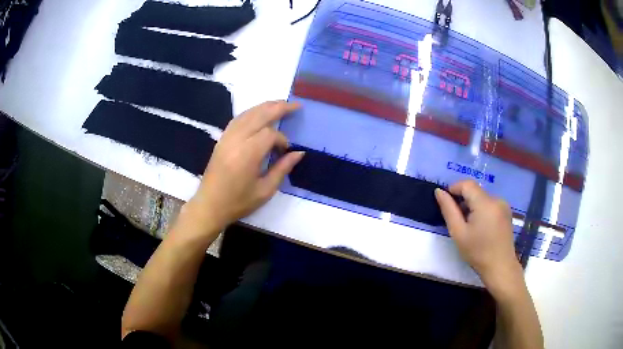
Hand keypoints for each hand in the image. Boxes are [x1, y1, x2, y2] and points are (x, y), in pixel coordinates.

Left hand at [185, 101, 304, 232]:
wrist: (209, 206)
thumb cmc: (238, 202)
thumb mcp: (265, 190)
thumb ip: (282, 169)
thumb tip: (299, 153)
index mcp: (248, 154)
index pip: (270, 134)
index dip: (282, 139)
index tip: (286, 151)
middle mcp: (236, 140)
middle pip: (259, 115)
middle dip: (279, 108)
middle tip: (295, 105)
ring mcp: (227, 138)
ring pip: (247, 114)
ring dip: (265, 106)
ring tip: (280, 104)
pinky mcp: (221, 139)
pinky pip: (237, 119)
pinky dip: (250, 112)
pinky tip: (258, 114)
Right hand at [435, 180, 521, 292]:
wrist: (500, 267)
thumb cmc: (477, 252)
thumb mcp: (458, 232)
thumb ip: (448, 210)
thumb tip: (439, 191)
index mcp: (485, 203)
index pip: (467, 184)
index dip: (454, 188)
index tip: (446, 202)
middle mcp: (497, 199)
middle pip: (475, 190)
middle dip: (463, 199)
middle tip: (456, 219)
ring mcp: (504, 205)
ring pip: (482, 197)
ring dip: (472, 205)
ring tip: (468, 225)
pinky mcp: (507, 211)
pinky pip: (490, 203)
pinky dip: (482, 209)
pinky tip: (480, 226)